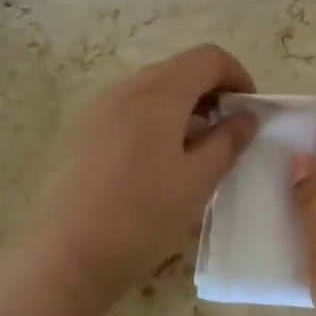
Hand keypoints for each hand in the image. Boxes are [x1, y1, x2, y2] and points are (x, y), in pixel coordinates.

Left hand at [21, 44, 258, 314]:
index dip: (237, 75)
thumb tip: (246, 118)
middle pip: (180, 69)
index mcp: (159, 93)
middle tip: (228, 132)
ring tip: (196, 151)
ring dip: (184, 107)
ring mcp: (99, 108)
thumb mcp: (198, 181)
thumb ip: (228, 141)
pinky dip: (156, 119)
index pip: (208, 57)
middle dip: (212, 92)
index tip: (249, 111)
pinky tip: (158, 163)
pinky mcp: (83, 130)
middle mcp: (126, 88)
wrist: (66, 257)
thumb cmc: (142, 216)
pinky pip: (130, 108)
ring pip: (153, 89)